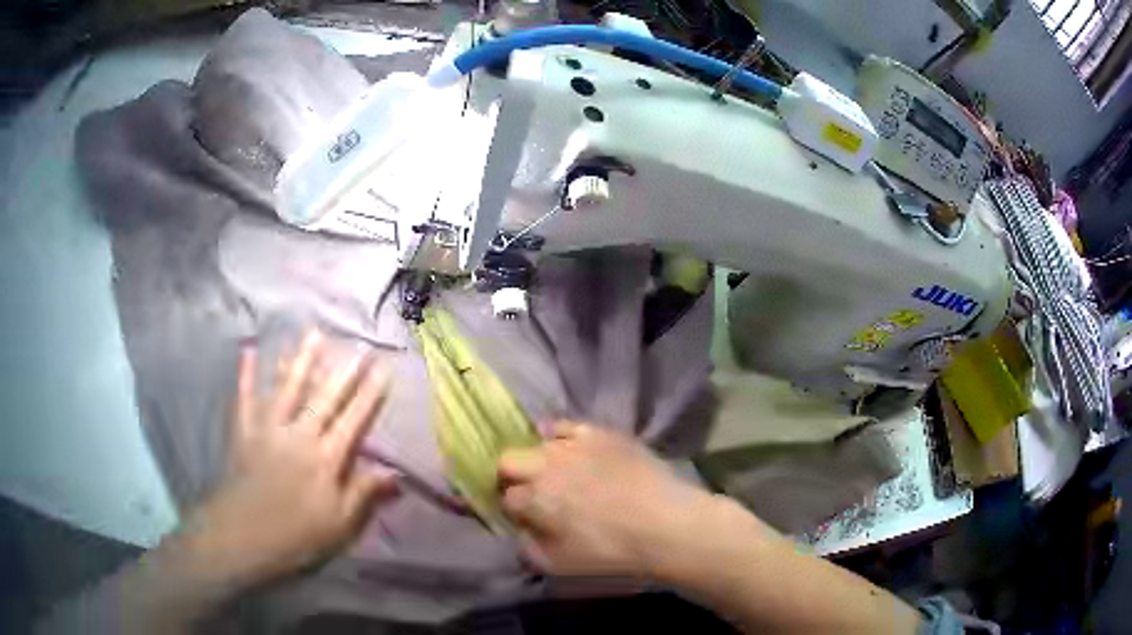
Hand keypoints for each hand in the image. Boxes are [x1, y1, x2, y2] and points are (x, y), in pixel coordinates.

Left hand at [176, 330, 398, 588]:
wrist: (242, 537)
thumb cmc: (297, 536)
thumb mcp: (339, 524)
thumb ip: (364, 493)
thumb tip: (397, 473)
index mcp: (326, 459)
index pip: (353, 420)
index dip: (370, 395)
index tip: (383, 369)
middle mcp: (299, 435)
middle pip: (324, 398)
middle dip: (344, 371)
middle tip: (358, 344)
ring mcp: (268, 429)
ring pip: (288, 389)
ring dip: (301, 360)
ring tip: (314, 334)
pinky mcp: (243, 432)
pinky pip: (245, 398)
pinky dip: (247, 375)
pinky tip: (249, 351)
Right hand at [498, 423, 737, 579]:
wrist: (666, 524)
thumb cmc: (611, 552)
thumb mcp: (558, 565)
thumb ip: (529, 548)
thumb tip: (522, 531)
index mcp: (533, 499)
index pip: (505, 498)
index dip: (514, 509)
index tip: (526, 518)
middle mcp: (545, 465)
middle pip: (508, 461)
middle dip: (513, 477)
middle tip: (534, 494)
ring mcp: (573, 445)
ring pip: (536, 443)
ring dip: (539, 459)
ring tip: (557, 473)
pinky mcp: (599, 433)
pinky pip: (566, 426)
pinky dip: (561, 437)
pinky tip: (571, 449)